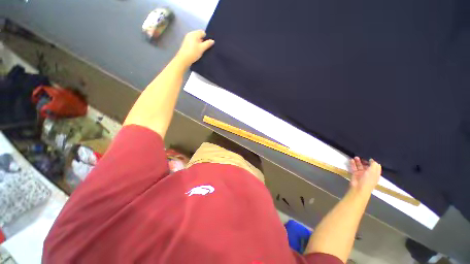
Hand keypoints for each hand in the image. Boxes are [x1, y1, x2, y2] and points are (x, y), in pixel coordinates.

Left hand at [175, 30, 214, 66]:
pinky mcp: (186, 44)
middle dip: (203, 41)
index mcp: (194, 34)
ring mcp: (187, 39)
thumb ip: (207, 44)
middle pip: (199, 35)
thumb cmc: (193, 52)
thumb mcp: (202, 48)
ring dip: (199, 44)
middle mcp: (190, 34)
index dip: (206, 37)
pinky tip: (196, 51)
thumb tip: (212, 41)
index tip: (208, 44)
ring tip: (201, 50)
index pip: (202, 32)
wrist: (184, 59)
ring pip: (196, 39)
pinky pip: (193, 42)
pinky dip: (195, 46)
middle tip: (205, 48)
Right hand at [349, 157, 380, 193]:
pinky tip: (351, 160)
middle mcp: (369, 173)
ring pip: (360, 166)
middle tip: (362, 156)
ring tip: (355, 157)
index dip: (373, 161)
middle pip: (367, 165)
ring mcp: (361, 173)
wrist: (359, 187)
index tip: (370, 156)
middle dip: (365, 160)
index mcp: (375, 173)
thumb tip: (372, 159)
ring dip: (358, 161)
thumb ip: (373, 164)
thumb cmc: (368, 180)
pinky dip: (352, 163)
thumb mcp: (373, 171)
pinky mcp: (355, 173)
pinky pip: (354, 167)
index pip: (376, 166)